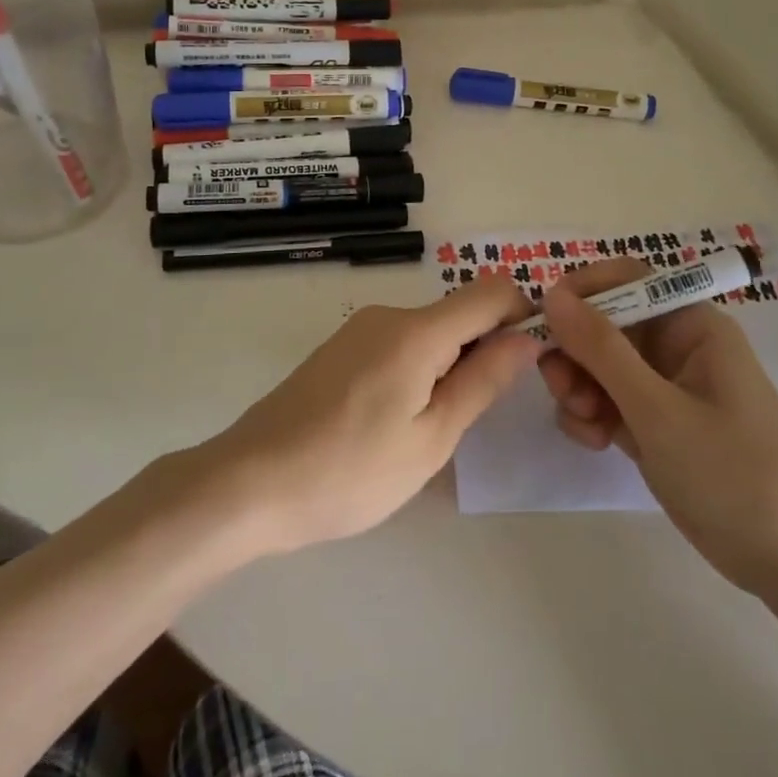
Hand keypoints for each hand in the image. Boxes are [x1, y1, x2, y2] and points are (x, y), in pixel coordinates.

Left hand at [198, 277, 543, 554]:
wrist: (249, 483)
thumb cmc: (351, 471)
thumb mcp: (431, 438)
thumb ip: (482, 381)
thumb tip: (526, 337)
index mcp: (417, 331)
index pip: (490, 292)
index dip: (521, 315)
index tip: (528, 362)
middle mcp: (388, 316)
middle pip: (458, 314)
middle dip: (482, 352)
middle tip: (473, 418)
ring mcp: (358, 331)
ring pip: (427, 333)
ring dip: (447, 367)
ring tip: (428, 432)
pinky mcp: (338, 350)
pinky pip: (397, 346)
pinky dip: (416, 371)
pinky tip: (393, 424)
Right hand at [538, 259, 777, 596]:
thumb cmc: (733, 475)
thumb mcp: (659, 410)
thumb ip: (601, 349)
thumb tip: (552, 294)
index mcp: (691, 325)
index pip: (626, 279)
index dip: (582, 291)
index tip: (543, 321)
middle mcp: (676, 346)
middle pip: (604, 323)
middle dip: (576, 351)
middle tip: (561, 388)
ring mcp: (664, 385)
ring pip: (598, 362)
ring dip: (579, 386)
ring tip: (587, 424)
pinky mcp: (654, 422)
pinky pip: (607, 398)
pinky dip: (592, 414)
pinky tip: (597, 443)